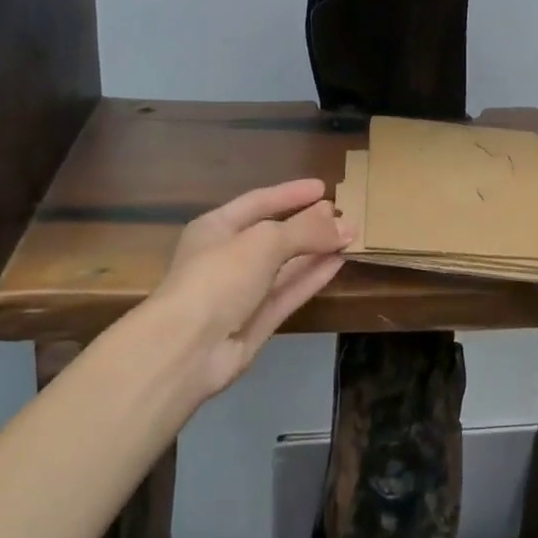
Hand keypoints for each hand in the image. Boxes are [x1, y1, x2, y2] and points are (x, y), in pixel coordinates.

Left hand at [153, 178, 351, 397]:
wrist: (187, 348)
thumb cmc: (219, 277)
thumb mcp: (264, 241)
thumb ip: (307, 230)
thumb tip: (347, 225)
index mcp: (215, 228)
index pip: (258, 201)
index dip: (290, 193)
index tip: (323, 188)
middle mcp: (226, 257)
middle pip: (273, 234)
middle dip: (307, 224)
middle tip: (342, 214)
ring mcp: (241, 292)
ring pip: (284, 265)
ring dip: (315, 250)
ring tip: (349, 236)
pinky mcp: (255, 322)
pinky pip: (288, 293)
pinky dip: (312, 277)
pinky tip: (338, 263)